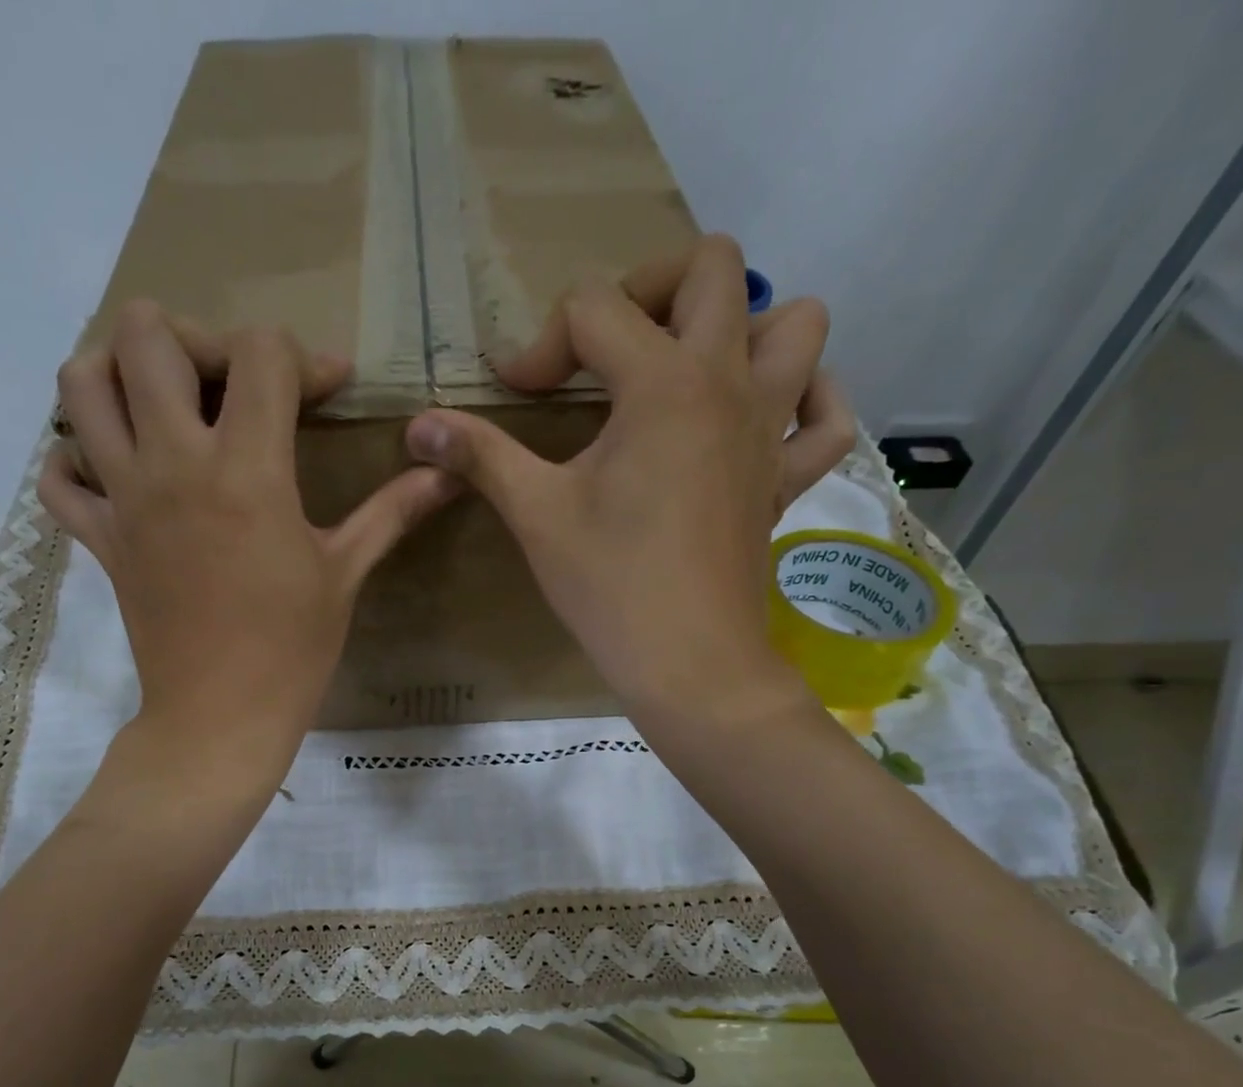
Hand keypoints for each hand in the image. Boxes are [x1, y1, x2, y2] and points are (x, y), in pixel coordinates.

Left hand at [41, 302, 458, 768]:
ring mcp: (123, 498)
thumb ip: (393, 511)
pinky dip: (76, 460)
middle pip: (146, 335)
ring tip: (164, 405)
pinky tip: (116, 473)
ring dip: (121, 374)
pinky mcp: (99, 538)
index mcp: (246, 470)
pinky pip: (57, 476)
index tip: (326, 392)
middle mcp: (172, 464)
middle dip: (196, 338)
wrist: (220, 718)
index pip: (260, 353)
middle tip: (229, 384)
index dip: (302, 357)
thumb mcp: (345, 573)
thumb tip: (447, 472)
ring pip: (82, 383)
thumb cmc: (292, 650)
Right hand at [404, 235, 853, 728]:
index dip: (541, 345)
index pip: (594, 307)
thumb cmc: (610, 585)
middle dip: (650, 288)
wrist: (688, 662)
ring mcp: (770, 427)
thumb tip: (417, 425)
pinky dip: (807, 400)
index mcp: (662, 382)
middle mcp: (728, 382)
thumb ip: (480, 456)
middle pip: (712, 268)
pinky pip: (826, 416)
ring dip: (744, 328)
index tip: (515, 396)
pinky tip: (765, 417)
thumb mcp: (536, 514)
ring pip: (796, 323)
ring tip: (689, 372)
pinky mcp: (787, 477)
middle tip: (609, 349)